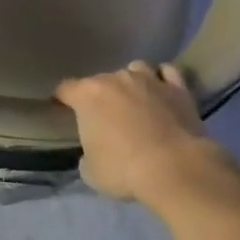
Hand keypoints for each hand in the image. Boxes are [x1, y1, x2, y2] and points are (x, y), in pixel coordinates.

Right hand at [55, 61, 219, 203]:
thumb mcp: (90, 171)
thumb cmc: (123, 169)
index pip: (65, 88)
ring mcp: (149, 79)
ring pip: (135, 69)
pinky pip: (167, 72)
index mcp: (88, 95)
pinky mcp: (178, 88)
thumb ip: (87, 153)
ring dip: (131, 83)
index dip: (62, 99)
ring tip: (135, 101)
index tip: (62, 109)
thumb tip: (95, 149)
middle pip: (100, 80)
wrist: (174, 168)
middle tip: (104, 117)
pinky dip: (162, 79)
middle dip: (99, 95)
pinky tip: (162, 91)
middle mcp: (116, 79)